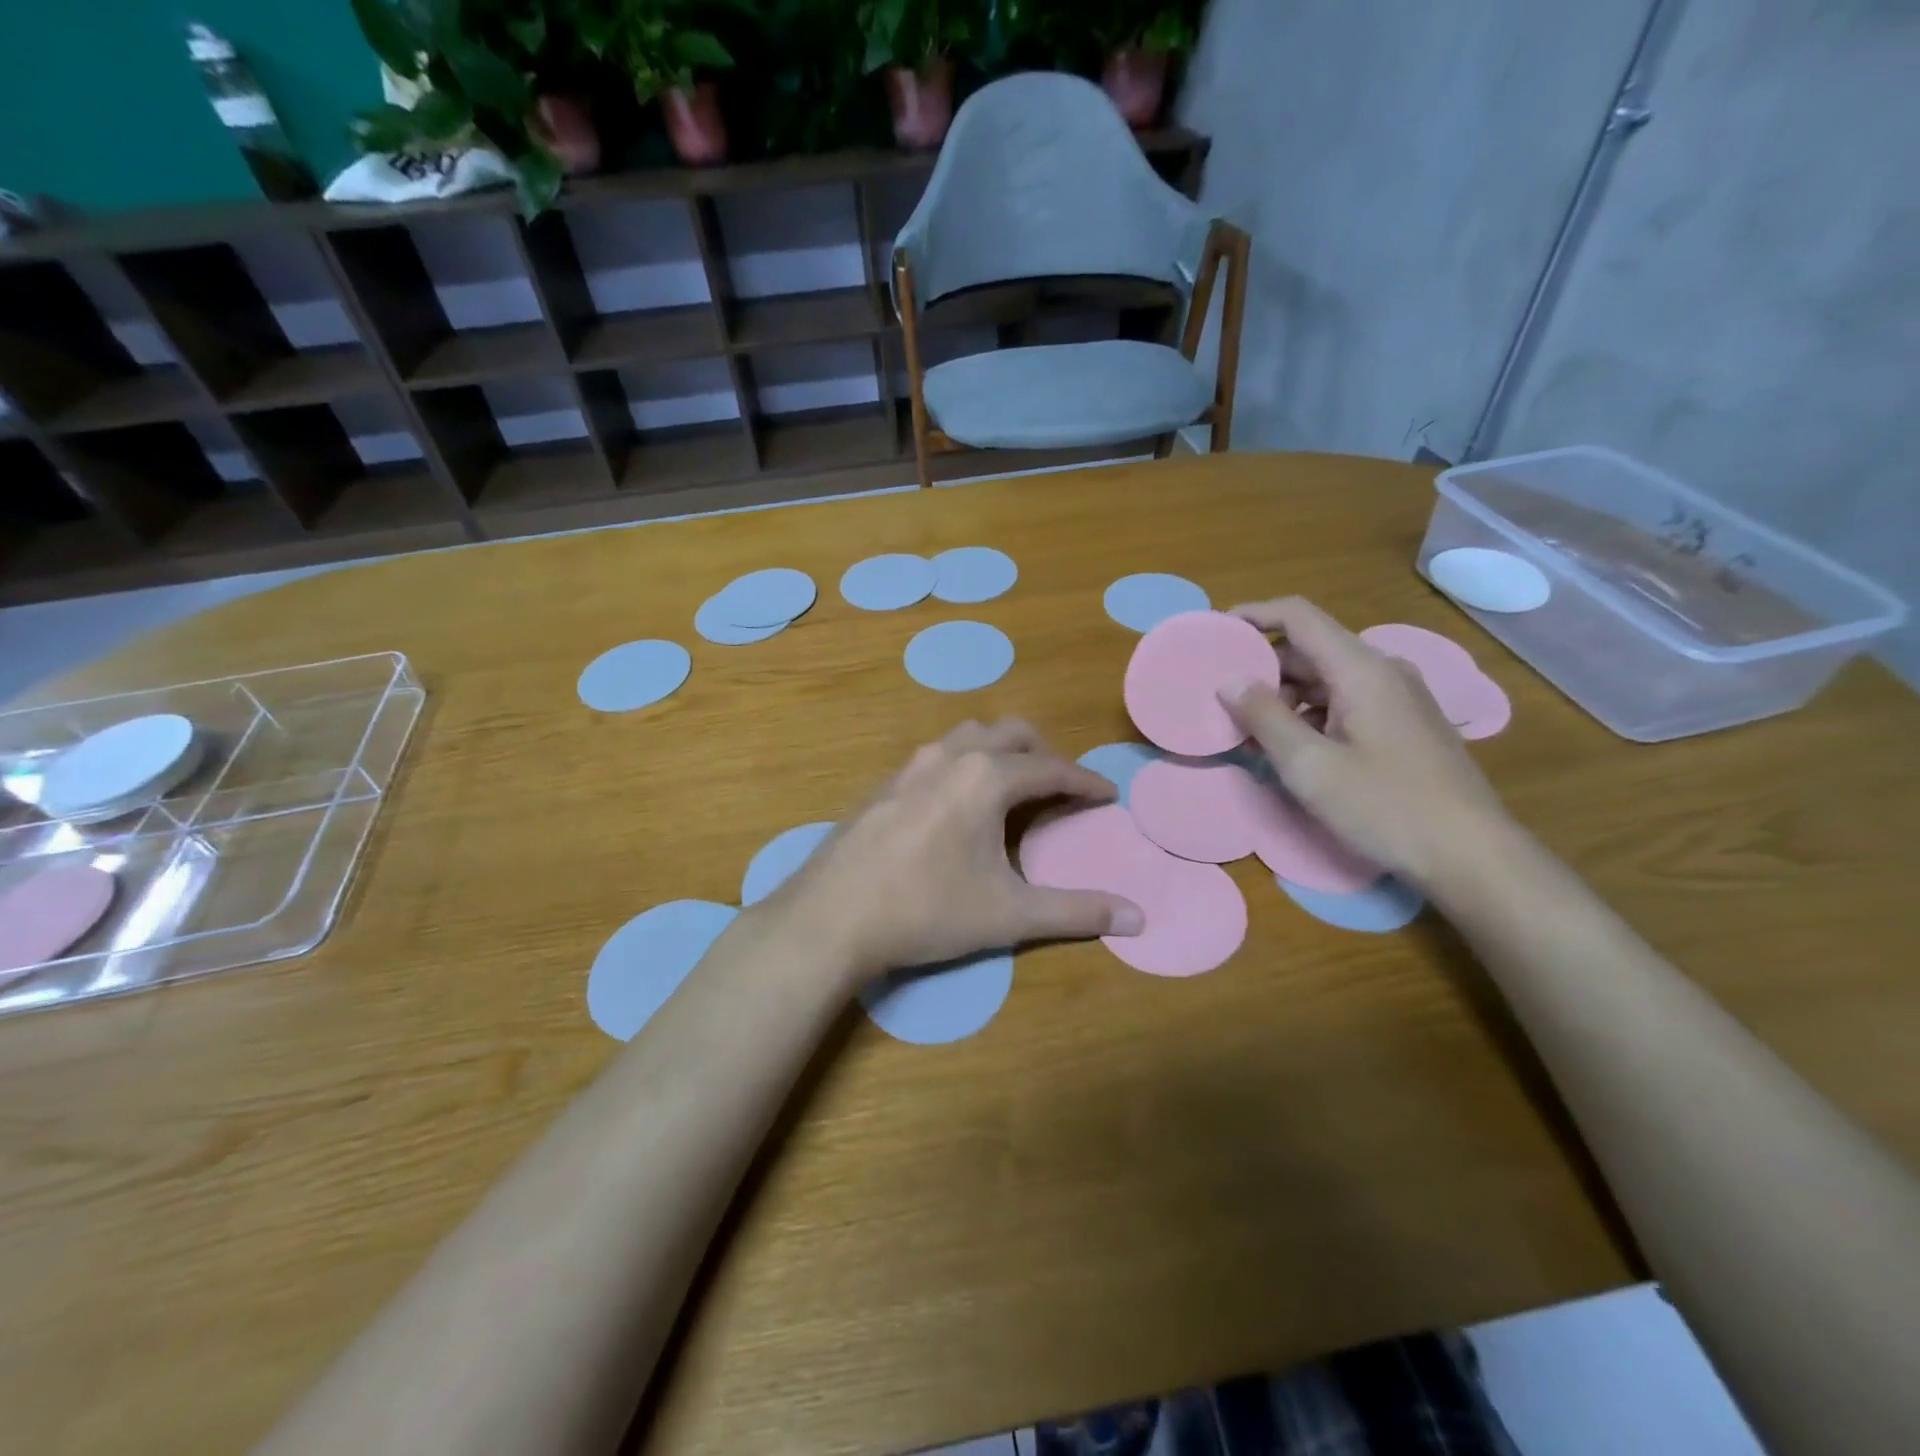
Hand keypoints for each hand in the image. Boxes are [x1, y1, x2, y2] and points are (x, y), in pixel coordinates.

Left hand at [763, 719, 1143, 982]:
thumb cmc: (926, 911)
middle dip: (1043, 754)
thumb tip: (1138, 918)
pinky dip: (964, 764)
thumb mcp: (1008, 914)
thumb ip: (1075, 912)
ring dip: (1000, 751)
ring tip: (1013, 787)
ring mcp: (910, 766)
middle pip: (1011, 733)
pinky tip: (957, 804)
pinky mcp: (884, 783)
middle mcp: (950, 756)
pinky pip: (937, 756)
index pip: (1052, 769)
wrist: (831, 916)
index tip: (1108, 795)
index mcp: (987, 777)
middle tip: (1062, 787)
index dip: (1086, 782)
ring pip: (969, 736)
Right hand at [1219, 597, 1510, 892]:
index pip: (1300, 617)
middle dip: (1263, 667)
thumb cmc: (1385, 807)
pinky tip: (1292, 748)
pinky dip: (1310, 714)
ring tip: (1250, 730)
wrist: (1471, 854)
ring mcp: (1398, 697)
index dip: (1254, 614)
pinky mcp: (1404, 723)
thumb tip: (1229, 681)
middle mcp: (1383, 671)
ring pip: (1327, 678)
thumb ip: (1265, 718)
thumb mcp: (1310, 766)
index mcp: (1361, 669)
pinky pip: (1345, 701)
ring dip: (1285, 696)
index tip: (1215, 630)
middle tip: (1223, 696)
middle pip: (1311, 648)